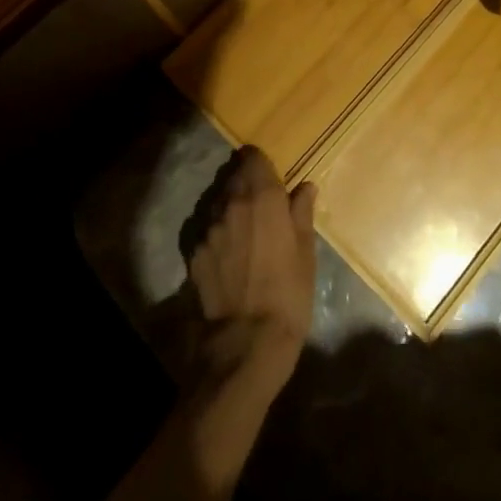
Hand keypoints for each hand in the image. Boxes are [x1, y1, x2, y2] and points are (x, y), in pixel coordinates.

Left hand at [187, 147, 316, 397]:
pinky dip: (217, 235)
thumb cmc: (288, 294)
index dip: (261, 164)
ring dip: (230, 209)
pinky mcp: (194, 253)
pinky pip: (206, 232)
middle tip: (260, 206)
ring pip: (217, 203)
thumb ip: (302, 213)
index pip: (253, 157)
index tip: (269, 177)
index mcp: (262, 197)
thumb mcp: (306, 253)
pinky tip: (228, 257)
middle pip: (234, 177)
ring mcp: (208, 228)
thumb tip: (305, 187)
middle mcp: (231, 204)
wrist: (246, 343)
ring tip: (244, 233)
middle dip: (245, 184)